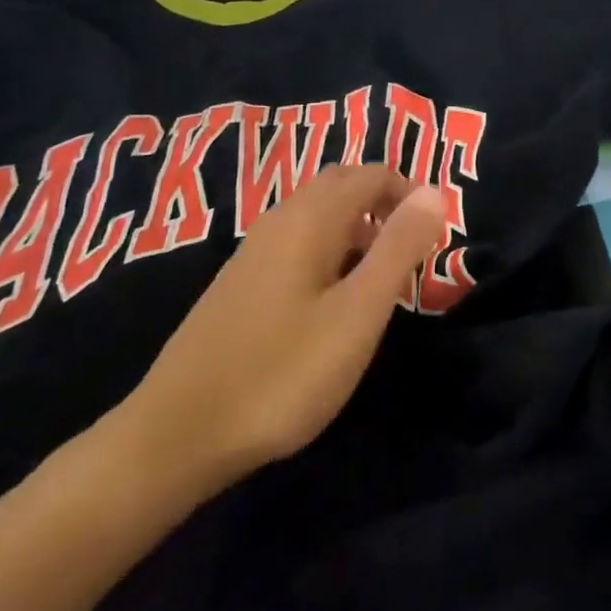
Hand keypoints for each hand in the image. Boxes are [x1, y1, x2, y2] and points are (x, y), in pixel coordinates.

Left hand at [108, 165, 443, 496]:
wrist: (174, 437)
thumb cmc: (281, 373)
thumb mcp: (358, 314)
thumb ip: (400, 248)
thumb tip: (435, 193)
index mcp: (312, 216)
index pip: (373, 174)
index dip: (411, 193)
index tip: (436, 234)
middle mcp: (281, 218)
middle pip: (343, 183)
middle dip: (385, 201)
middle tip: (412, 247)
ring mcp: (255, 249)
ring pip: (319, 211)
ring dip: (358, 225)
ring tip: (381, 275)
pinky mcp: (240, 280)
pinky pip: (298, 238)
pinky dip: (330, 246)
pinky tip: (332, 299)